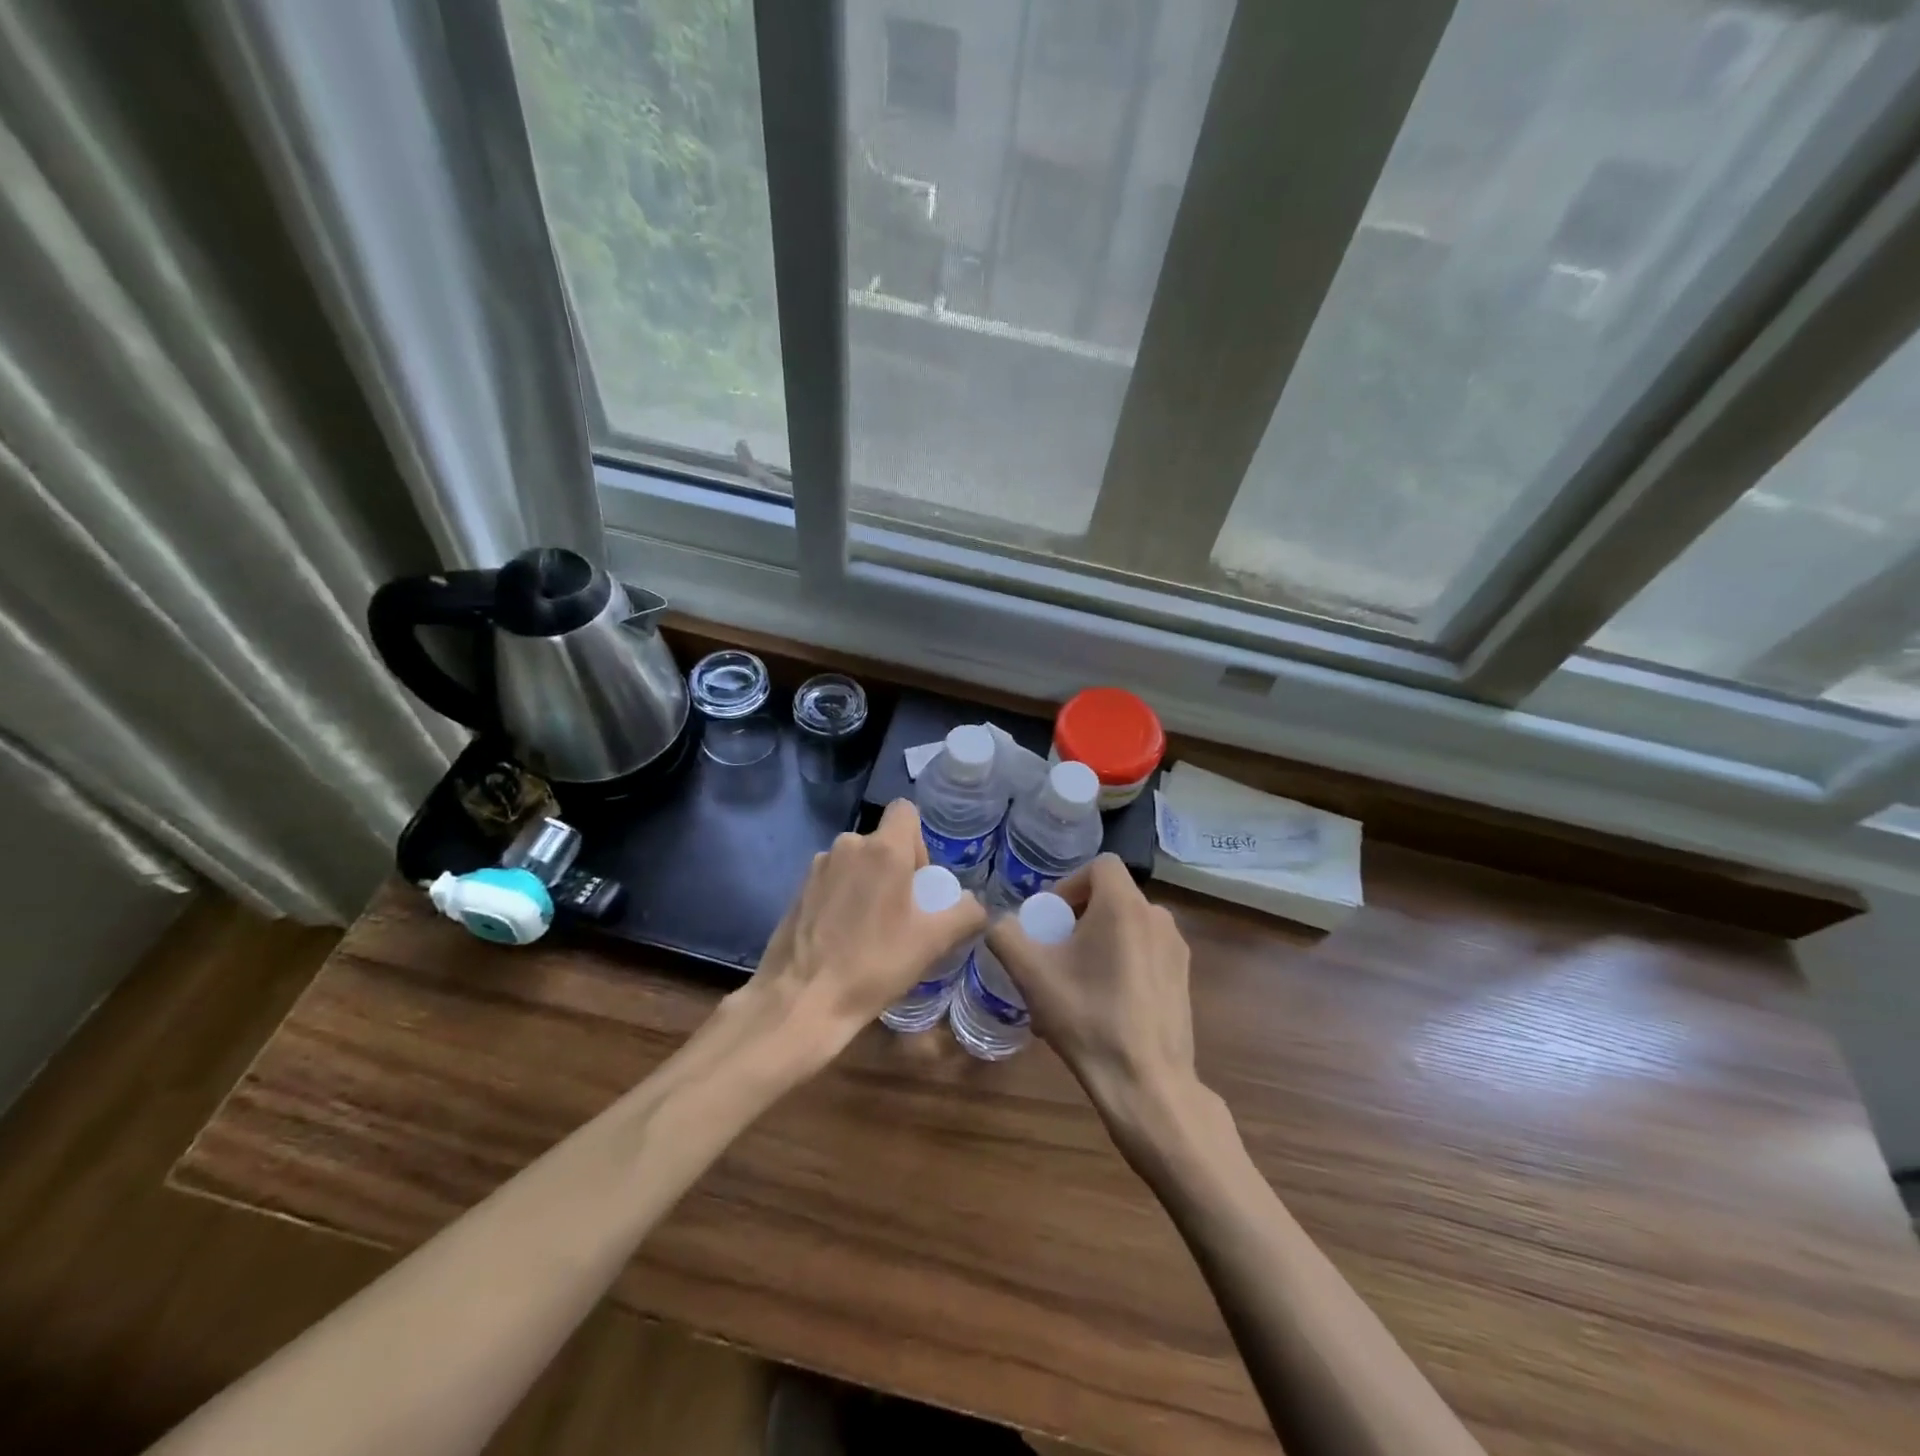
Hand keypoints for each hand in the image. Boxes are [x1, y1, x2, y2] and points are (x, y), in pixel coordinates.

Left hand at [744, 799, 985, 1059]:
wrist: (802, 1000)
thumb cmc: (874, 964)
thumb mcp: (933, 942)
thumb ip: (965, 914)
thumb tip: (975, 904)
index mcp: (882, 849)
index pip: (905, 811)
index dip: (919, 840)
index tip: (919, 879)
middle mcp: (847, 846)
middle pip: (882, 842)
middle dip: (895, 869)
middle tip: (901, 914)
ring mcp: (817, 867)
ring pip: (855, 862)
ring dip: (867, 884)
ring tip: (871, 929)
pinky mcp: (797, 890)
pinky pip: (832, 881)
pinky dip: (842, 899)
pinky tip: (842, 938)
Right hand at [986, 855, 1201, 1134]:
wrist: (1147, 1083)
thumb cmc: (1088, 1018)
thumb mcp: (1031, 975)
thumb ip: (1005, 935)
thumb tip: (998, 921)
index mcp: (1125, 906)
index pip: (1099, 865)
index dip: (1069, 883)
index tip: (1051, 918)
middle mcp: (1157, 917)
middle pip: (1111, 896)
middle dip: (1078, 916)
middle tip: (1054, 952)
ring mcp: (1176, 949)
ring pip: (1127, 927)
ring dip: (1097, 941)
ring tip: (1072, 983)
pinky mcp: (1183, 978)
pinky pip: (1144, 953)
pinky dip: (1119, 962)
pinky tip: (1100, 1005)